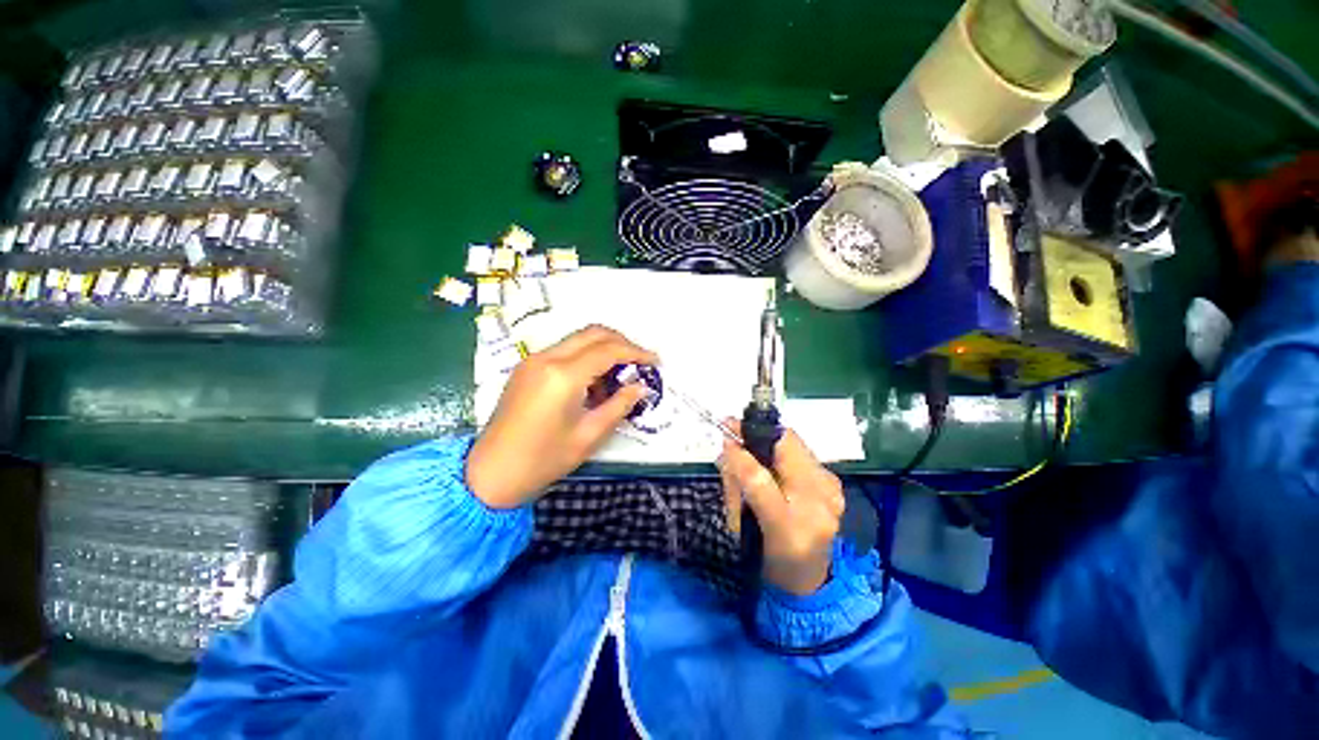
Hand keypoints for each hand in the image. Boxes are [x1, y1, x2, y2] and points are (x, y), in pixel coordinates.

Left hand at [467, 325, 658, 508]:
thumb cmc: (543, 461)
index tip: (655, 362)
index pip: (608, 350)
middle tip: (640, 362)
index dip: (636, 352)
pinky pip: (564, 351)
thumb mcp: (589, 436)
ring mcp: (533, 360)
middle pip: (593, 333)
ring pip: (578, 339)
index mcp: (562, 376)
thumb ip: (619, 406)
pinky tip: (594, 381)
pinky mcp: (526, 368)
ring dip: (603, 348)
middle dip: (621, 342)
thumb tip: (641, 387)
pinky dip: (585, 357)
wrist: (489, 474)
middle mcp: (546, 358)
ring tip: (619, 375)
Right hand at [718, 426, 843, 595]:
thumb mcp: (739, 528)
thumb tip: (728, 448)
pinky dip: (783, 450)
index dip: (740, 454)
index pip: (760, 480)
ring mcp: (831, 492)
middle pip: (787, 448)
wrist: (812, 578)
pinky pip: (804, 454)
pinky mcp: (835, 484)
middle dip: (757, 431)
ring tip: (750, 442)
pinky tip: (772, 459)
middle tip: (735, 427)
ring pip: (796, 444)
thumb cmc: (767, 557)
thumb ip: (733, 485)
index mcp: (788, 527)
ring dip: (769, 439)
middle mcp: (817, 505)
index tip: (724, 436)